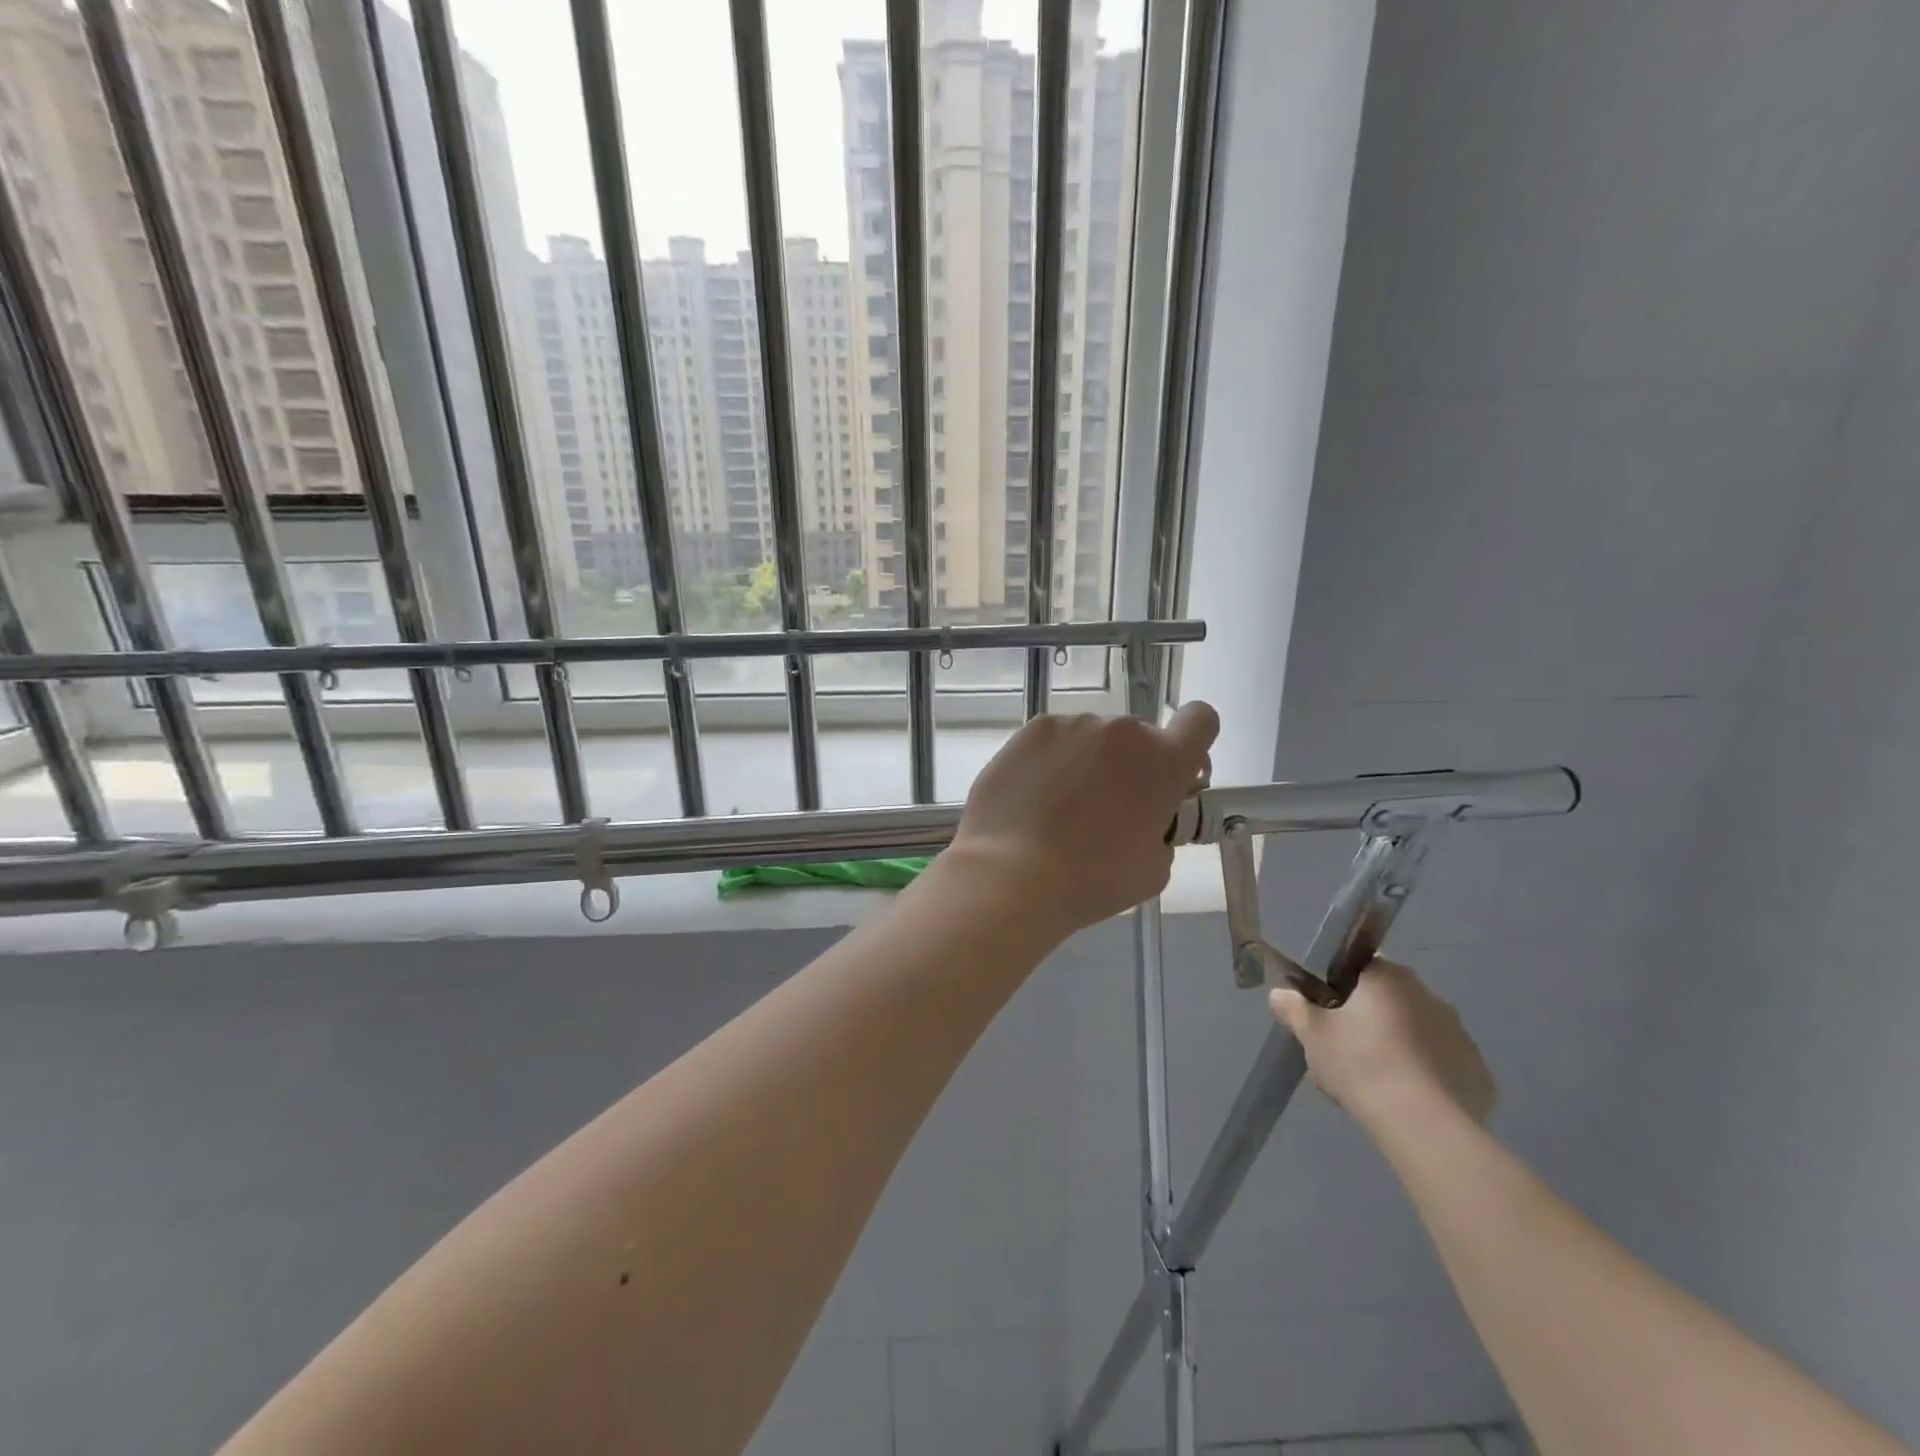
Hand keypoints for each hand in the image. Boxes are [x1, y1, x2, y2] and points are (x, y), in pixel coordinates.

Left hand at [939, 703, 1217, 940]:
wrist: (1012, 874)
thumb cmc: (1092, 880)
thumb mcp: (1154, 868)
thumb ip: (1162, 829)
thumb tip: (1146, 819)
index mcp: (1165, 761)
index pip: (1200, 720)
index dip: (1191, 742)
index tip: (1174, 772)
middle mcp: (1123, 731)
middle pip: (1139, 737)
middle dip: (1132, 766)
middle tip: (1106, 810)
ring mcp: (1074, 725)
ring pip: (1093, 739)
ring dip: (1088, 762)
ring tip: (1060, 808)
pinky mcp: (1033, 730)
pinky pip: (1055, 740)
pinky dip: (1051, 761)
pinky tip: (1033, 797)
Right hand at [1269, 959, 1496, 1131]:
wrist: (1421, 1125)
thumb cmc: (1360, 1064)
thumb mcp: (1312, 1035)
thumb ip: (1294, 1009)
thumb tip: (1278, 993)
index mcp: (1388, 978)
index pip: (1362, 966)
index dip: (1342, 984)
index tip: (1328, 1008)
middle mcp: (1429, 996)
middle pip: (1392, 997)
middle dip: (1371, 1016)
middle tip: (1346, 1045)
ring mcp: (1460, 1034)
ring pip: (1420, 1030)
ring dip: (1401, 1043)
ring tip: (1377, 1077)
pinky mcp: (1477, 1073)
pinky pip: (1444, 1064)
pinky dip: (1427, 1074)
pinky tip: (1408, 1098)